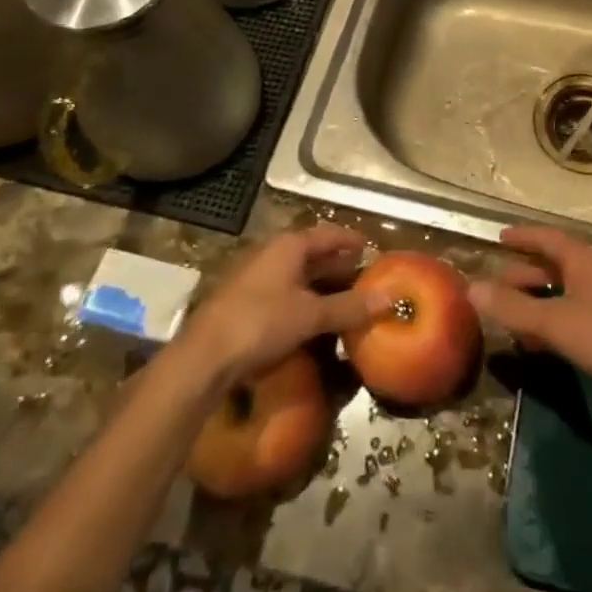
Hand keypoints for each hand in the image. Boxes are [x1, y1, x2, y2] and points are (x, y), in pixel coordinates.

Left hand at [174, 225, 389, 385]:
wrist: (203, 357)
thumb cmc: (261, 323)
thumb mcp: (310, 315)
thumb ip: (348, 307)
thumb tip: (388, 299)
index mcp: (289, 245)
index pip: (328, 234)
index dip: (350, 240)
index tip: (370, 247)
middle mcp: (271, 252)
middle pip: (311, 252)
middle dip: (336, 263)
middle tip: (361, 275)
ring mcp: (253, 276)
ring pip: (295, 273)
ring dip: (318, 283)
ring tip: (341, 297)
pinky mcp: (241, 300)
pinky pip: (281, 290)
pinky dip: (300, 298)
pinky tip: (309, 317)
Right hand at [468, 226, 591, 428]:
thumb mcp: (556, 321)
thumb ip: (513, 308)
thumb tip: (470, 288)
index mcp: (584, 262)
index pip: (549, 238)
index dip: (525, 236)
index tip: (499, 237)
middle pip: (553, 267)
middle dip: (523, 273)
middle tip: (494, 283)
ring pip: (559, 297)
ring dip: (533, 303)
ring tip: (504, 316)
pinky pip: (567, 323)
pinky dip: (546, 327)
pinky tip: (530, 345)